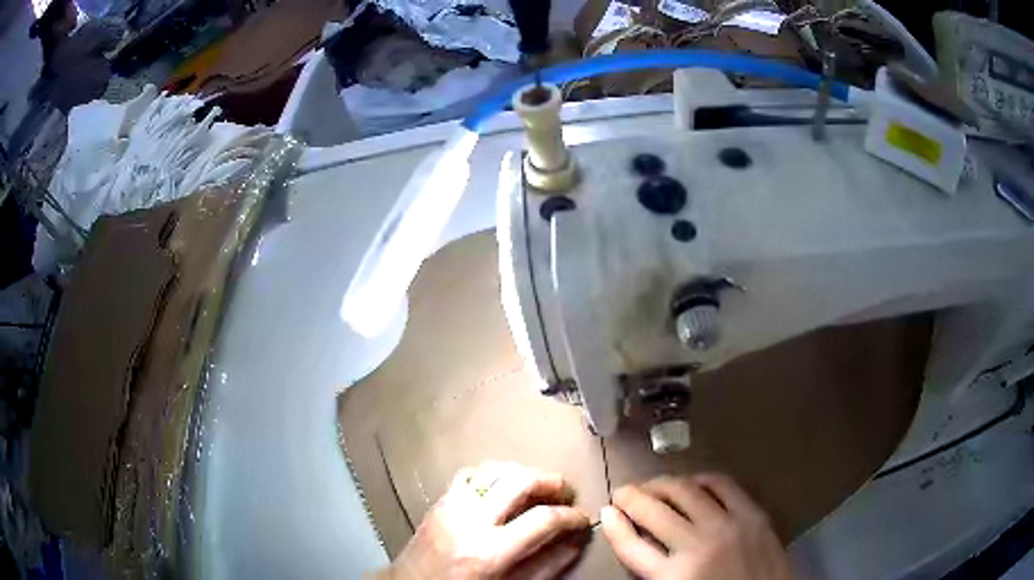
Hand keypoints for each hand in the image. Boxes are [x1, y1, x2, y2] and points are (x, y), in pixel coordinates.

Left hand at [380, 462, 590, 579]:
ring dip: (523, 473)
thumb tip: (575, 542)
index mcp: (490, 550)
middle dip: (551, 481)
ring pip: (495, 469)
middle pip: (520, 480)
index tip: (582, 518)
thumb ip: (546, 567)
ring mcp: (451, 505)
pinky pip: (470, 473)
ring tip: (539, 487)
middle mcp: (471, 520)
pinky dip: (493, 474)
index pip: (544, 519)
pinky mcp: (439, 500)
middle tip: (566, 492)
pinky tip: (503, 488)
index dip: (571, 516)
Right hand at [600, 474, 794, 579]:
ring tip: (652, 485)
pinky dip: (702, 479)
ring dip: (661, 484)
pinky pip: (722, 485)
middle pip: (653, 512)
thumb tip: (638, 542)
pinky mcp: (753, 514)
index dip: (614, 527)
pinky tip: (692, 483)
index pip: (631, 545)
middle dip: (631, 498)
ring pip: (685, 492)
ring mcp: (728, 525)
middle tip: (622, 493)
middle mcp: (697, 546)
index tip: (605, 513)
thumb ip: (655, 572)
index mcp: (674, 577)